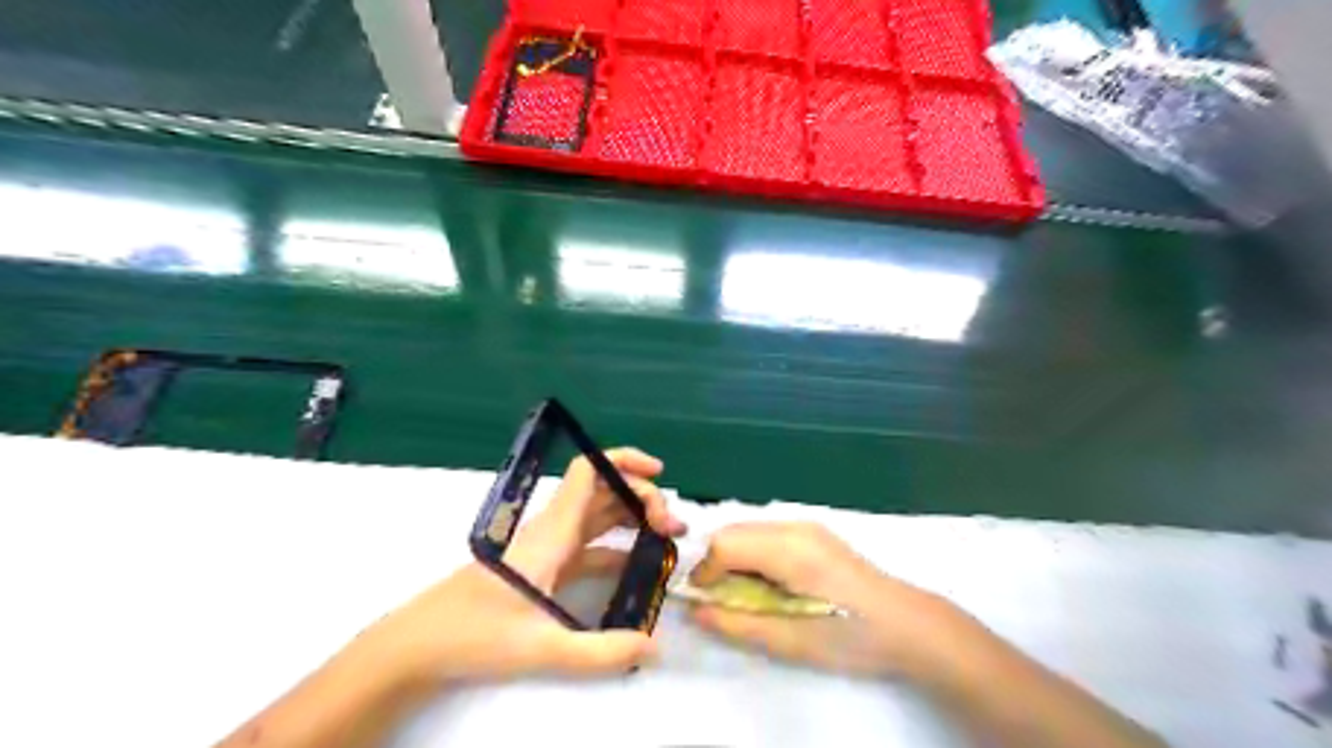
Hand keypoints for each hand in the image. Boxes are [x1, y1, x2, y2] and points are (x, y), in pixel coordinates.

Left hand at [358, 451, 684, 688]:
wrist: (420, 644)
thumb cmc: (474, 634)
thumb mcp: (541, 648)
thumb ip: (602, 652)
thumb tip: (655, 648)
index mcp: (553, 531)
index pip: (589, 472)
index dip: (624, 460)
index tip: (659, 473)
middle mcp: (554, 529)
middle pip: (604, 491)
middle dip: (642, 497)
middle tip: (672, 528)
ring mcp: (550, 547)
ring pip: (599, 515)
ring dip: (633, 518)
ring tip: (666, 539)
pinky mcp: (546, 566)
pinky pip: (591, 544)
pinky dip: (618, 546)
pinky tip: (637, 566)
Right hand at [687, 519, 968, 677]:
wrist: (907, 624)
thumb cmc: (851, 637)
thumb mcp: (791, 640)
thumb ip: (738, 624)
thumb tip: (696, 611)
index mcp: (789, 549)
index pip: (725, 543)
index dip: (705, 571)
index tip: (704, 602)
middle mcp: (794, 526)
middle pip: (733, 530)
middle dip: (716, 562)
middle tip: (722, 600)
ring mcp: (806, 525)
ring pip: (749, 529)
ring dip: (734, 557)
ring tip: (746, 594)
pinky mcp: (814, 532)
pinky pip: (767, 533)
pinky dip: (753, 553)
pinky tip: (770, 582)